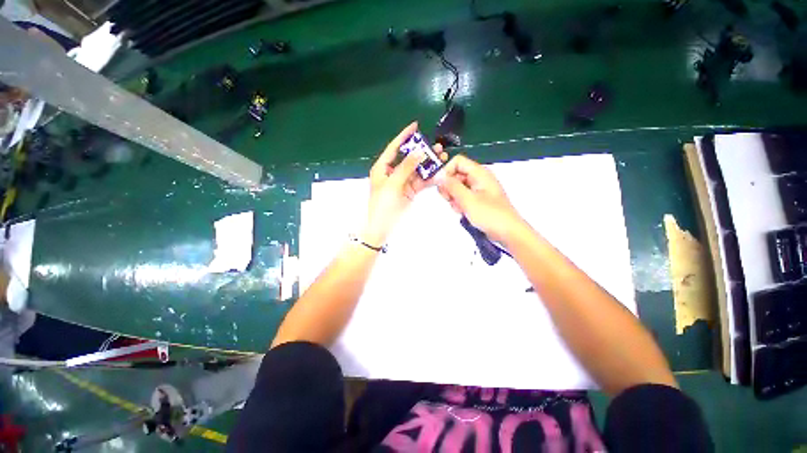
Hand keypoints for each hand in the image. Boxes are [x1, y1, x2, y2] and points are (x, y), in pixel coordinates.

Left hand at [364, 122, 443, 245]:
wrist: (383, 227)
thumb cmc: (383, 205)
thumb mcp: (393, 184)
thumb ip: (406, 167)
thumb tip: (419, 152)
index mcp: (383, 168)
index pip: (394, 148)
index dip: (404, 136)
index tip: (415, 126)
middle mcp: (392, 172)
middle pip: (409, 158)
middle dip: (422, 152)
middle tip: (437, 146)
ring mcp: (402, 182)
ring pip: (417, 170)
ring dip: (429, 164)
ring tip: (442, 158)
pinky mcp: (410, 191)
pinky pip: (421, 181)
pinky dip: (429, 178)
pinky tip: (439, 173)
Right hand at [437, 155, 523, 242]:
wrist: (508, 232)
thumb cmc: (490, 215)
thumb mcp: (468, 199)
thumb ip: (452, 186)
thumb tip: (438, 175)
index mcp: (479, 173)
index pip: (457, 162)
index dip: (447, 171)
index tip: (441, 185)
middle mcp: (479, 178)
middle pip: (456, 175)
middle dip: (449, 187)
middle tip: (450, 199)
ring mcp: (478, 190)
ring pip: (457, 187)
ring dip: (454, 198)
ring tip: (460, 208)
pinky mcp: (477, 200)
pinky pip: (462, 197)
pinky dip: (459, 204)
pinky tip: (463, 212)